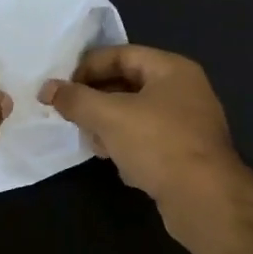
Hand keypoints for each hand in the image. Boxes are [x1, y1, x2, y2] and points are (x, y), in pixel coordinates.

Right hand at [40, 45, 248, 243]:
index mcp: (172, 69)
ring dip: (109, 126)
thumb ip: (76, 99)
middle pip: (128, 85)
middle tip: (71, 116)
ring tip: (92, 142)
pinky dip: (128, 147)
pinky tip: (116, 163)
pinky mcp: (186, 154)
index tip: (61, 88)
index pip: (121, 54)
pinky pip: (148, 141)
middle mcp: (185, 91)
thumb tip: (48, 89)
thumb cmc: (158, 145)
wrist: (204, 199)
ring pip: (136, 115)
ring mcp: (188, 124)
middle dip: (96, 101)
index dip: (87, 67)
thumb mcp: (110, 116)